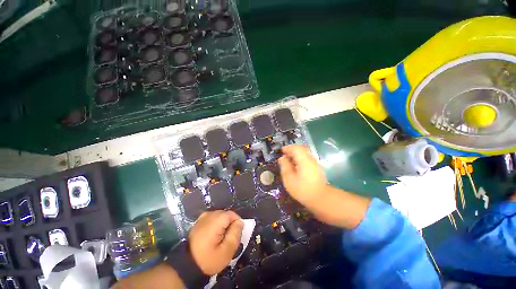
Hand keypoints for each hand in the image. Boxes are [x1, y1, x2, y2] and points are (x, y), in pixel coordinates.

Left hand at [188, 211, 243, 274]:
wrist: (186, 265)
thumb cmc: (207, 259)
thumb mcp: (226, 251)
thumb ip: (235, 234)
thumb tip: (240, 222)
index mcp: (217, 220)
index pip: (233, 215)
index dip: (237, 224)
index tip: (235, 236)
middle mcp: (210, 214)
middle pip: (226, 215)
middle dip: (230, 225)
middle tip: (228, 239)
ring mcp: (203, 217)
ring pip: (220, 216)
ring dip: (223, 225)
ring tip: (220, 239)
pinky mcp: (198, 222)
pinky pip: (212, 219)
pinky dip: (215, 225)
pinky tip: (213, 236)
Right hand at [278, 145, 327, 204]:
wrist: (321, 199)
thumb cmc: (303, 189)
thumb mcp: (289, 179)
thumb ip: (285, 166)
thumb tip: (282, 158)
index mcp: (304, 160)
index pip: (295, 148)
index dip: (287, 148)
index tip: (281, 150)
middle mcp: (310, 159)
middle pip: (301, 149)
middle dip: (292, 150)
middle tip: (284, 154)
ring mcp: (315, 163)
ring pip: (304, 154)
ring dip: (296, 154)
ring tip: (288, 159)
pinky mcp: (317, 168)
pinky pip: (306, 159)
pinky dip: (300, 159)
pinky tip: (296, 165)